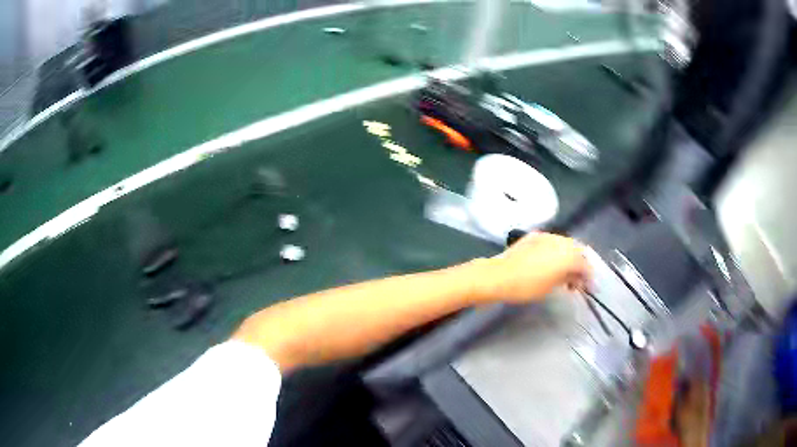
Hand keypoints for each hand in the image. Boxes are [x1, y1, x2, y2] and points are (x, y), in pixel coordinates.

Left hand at [480, 232, 590, 302]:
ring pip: (565, 243)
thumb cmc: (526, 287)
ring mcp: (547, 236)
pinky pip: (552, 241)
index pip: (585, 264)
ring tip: (565, 272)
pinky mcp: (534, 235)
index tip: (589, 287)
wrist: (499, 276)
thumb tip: (574, 276)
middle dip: (580, 264)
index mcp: (568, 255)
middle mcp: (560, 241)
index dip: (589, 277)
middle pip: (577, 250)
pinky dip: (557, 251)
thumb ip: (567, 278)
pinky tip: (551, 262)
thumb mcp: (551, 287)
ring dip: (569, 256)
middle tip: (578, 280)